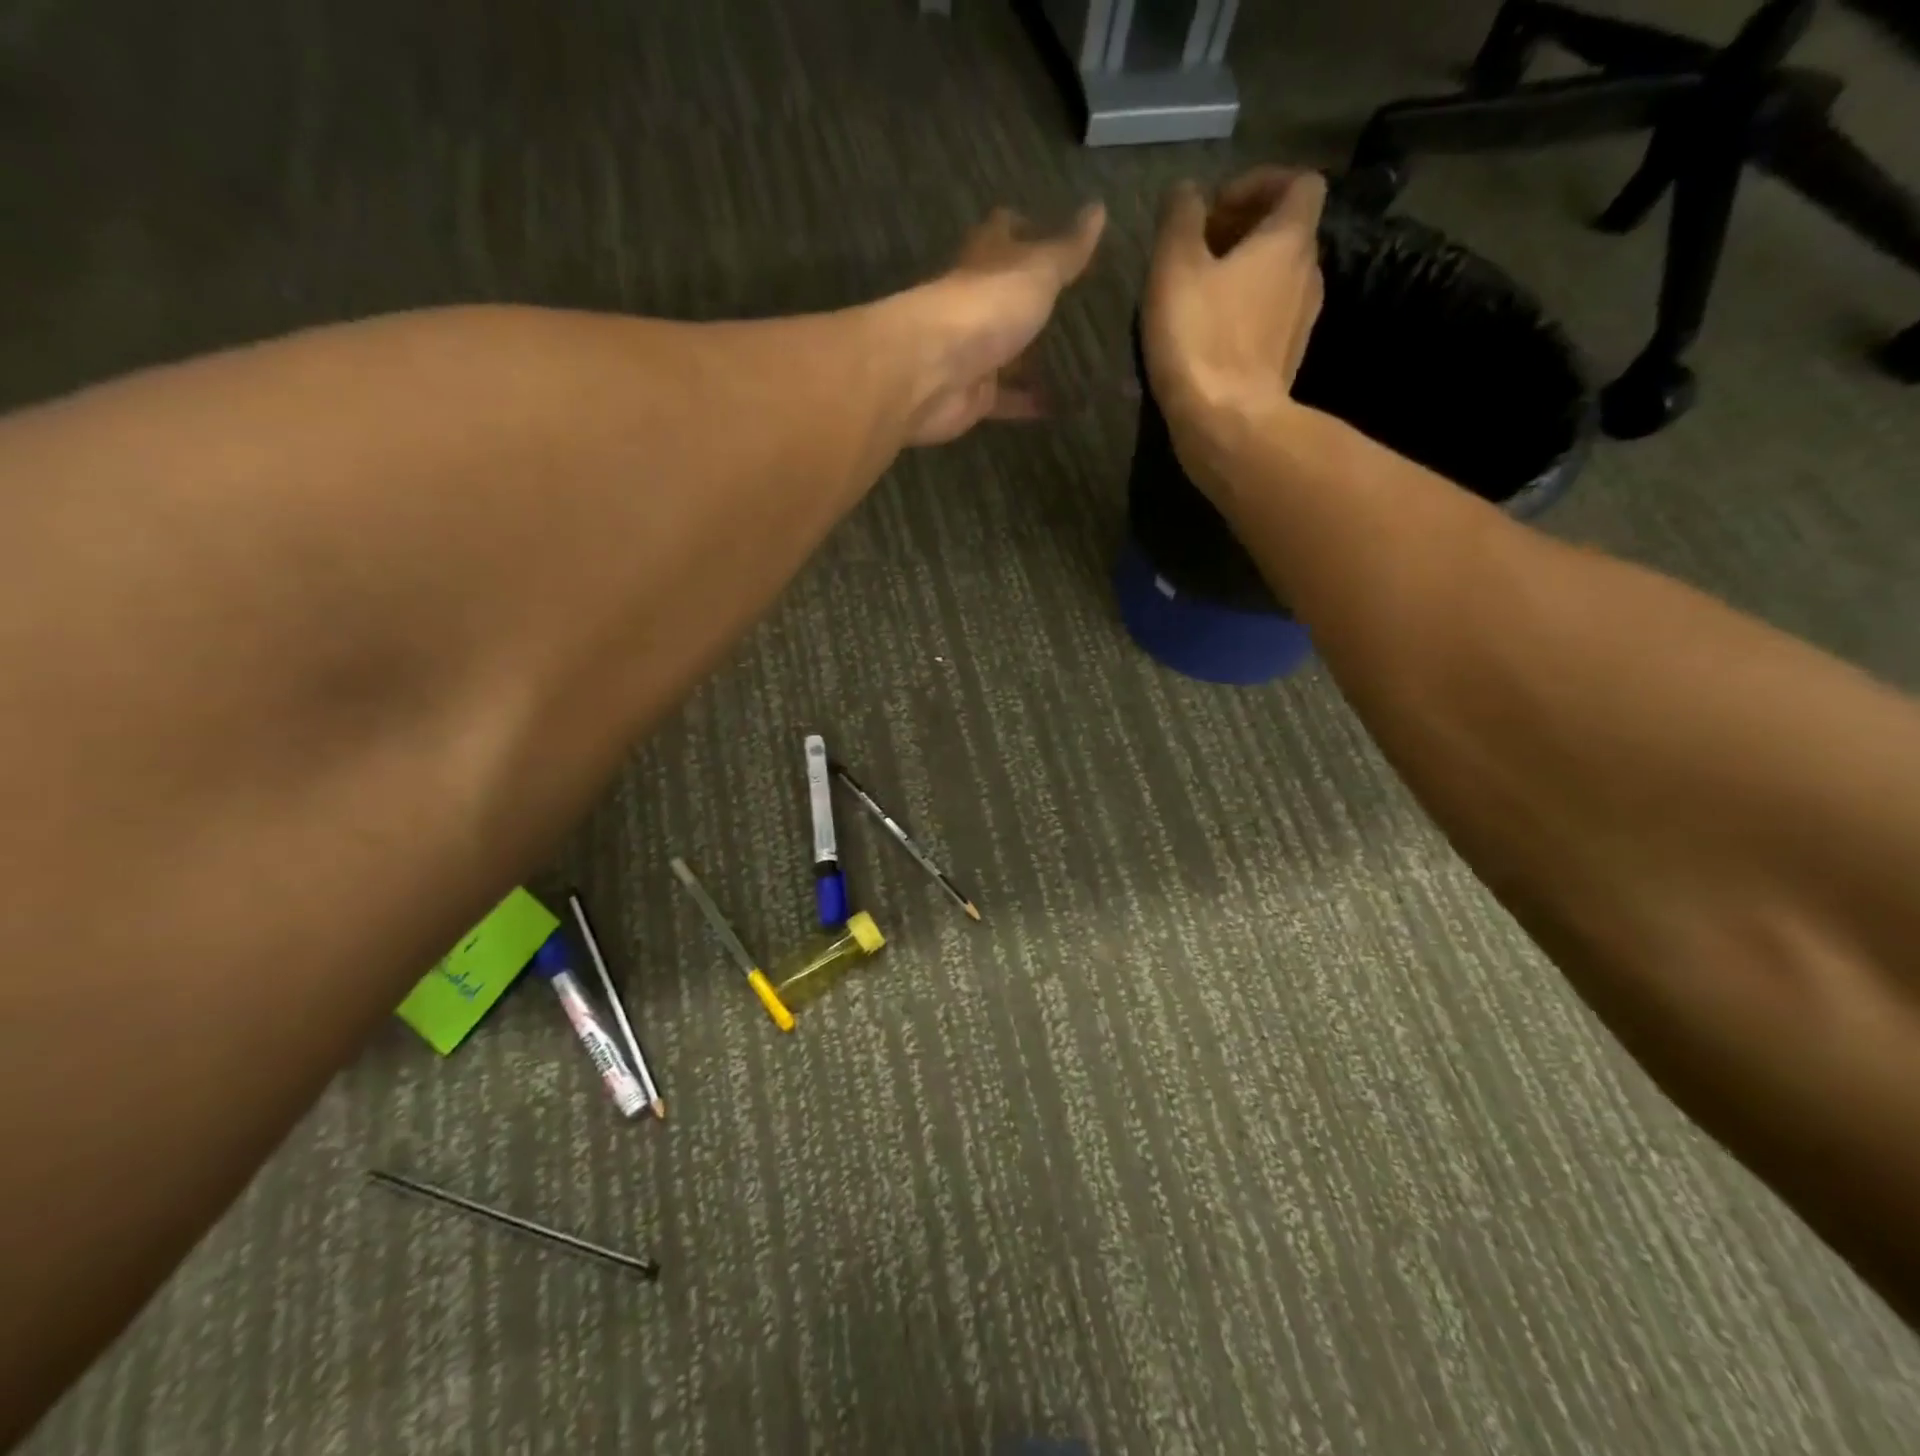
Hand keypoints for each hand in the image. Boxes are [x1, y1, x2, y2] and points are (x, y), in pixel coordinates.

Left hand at [896, 203, 1104, 446]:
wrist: (932, 372)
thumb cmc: (984, 308)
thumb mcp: (1037, 271)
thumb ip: (1068, 250)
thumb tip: (1099, 208)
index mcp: (985, 262)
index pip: (1004, 232)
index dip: (1027, 228)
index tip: (1056, 232)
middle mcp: (975, 304)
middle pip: (1006, 298)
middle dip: (1033, 302)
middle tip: (1077, 308)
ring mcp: (973, 354)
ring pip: (1008, 353)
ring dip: (1034, 358)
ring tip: (1080, 362)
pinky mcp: (974, 397)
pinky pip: (1009, 400)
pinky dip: (1032, 403)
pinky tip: (1065, 407)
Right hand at [1141, 168, 1325, 489]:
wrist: (1227, 424)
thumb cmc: (1200, 339)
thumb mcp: (1174, 267)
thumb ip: (1180, 218)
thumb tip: (1186, 192)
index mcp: (1289, 239)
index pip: (1297, 182)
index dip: (1258, 184)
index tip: (1215, 208)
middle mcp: (1309, 273)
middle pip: (1286, 232)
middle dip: (1244, 231)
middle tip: (1198, 252)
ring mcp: (1302, 321)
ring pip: (1278, 278)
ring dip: (1244, 275)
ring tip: (1200, 295)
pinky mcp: (1286, 361)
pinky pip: (1270, 319)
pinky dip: (1246, 313)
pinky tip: (1211, 336)